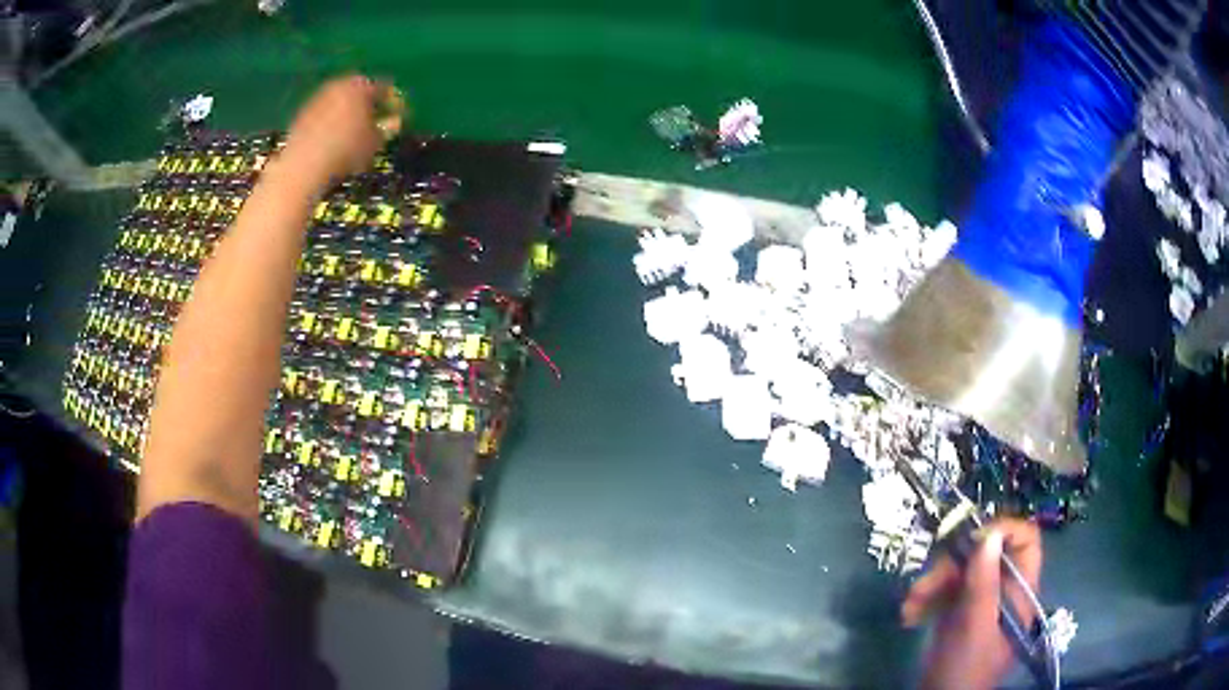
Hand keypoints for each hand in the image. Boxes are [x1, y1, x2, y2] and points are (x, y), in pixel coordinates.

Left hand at [279, 75, 403, 186]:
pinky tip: (332, 142)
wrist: (303, 166)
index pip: (384, 87)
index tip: (398, 115)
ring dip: (348, 113)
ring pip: (340, 102)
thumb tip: (395, 122)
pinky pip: (323, 115)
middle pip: (359, 91)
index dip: (393, 101)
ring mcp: (318, 98)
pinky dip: (330, 123)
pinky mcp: (302, 114)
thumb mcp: (375, 142)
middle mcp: (339, 85)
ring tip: (353, 135)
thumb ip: (388, 128)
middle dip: (368, 104)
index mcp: (361, 86)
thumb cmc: (345, 152)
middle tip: (375, 122)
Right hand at [901, 518, 1042, 689]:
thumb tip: (989, 535)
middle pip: (986, 556)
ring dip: (932, 585)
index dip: (1004, 532)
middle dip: (952, 566)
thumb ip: (984, 583)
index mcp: (1020, 592)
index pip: (1025, 542)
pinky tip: (910, 615)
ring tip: (909, 606)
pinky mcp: (959, 613)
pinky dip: (927, 600)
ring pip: (961, 572)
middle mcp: (1003, 591)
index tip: (973, 539)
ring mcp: (981, 602)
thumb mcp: (974, 628)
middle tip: (926, 584)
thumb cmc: (964, 670)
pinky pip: (946, 592)